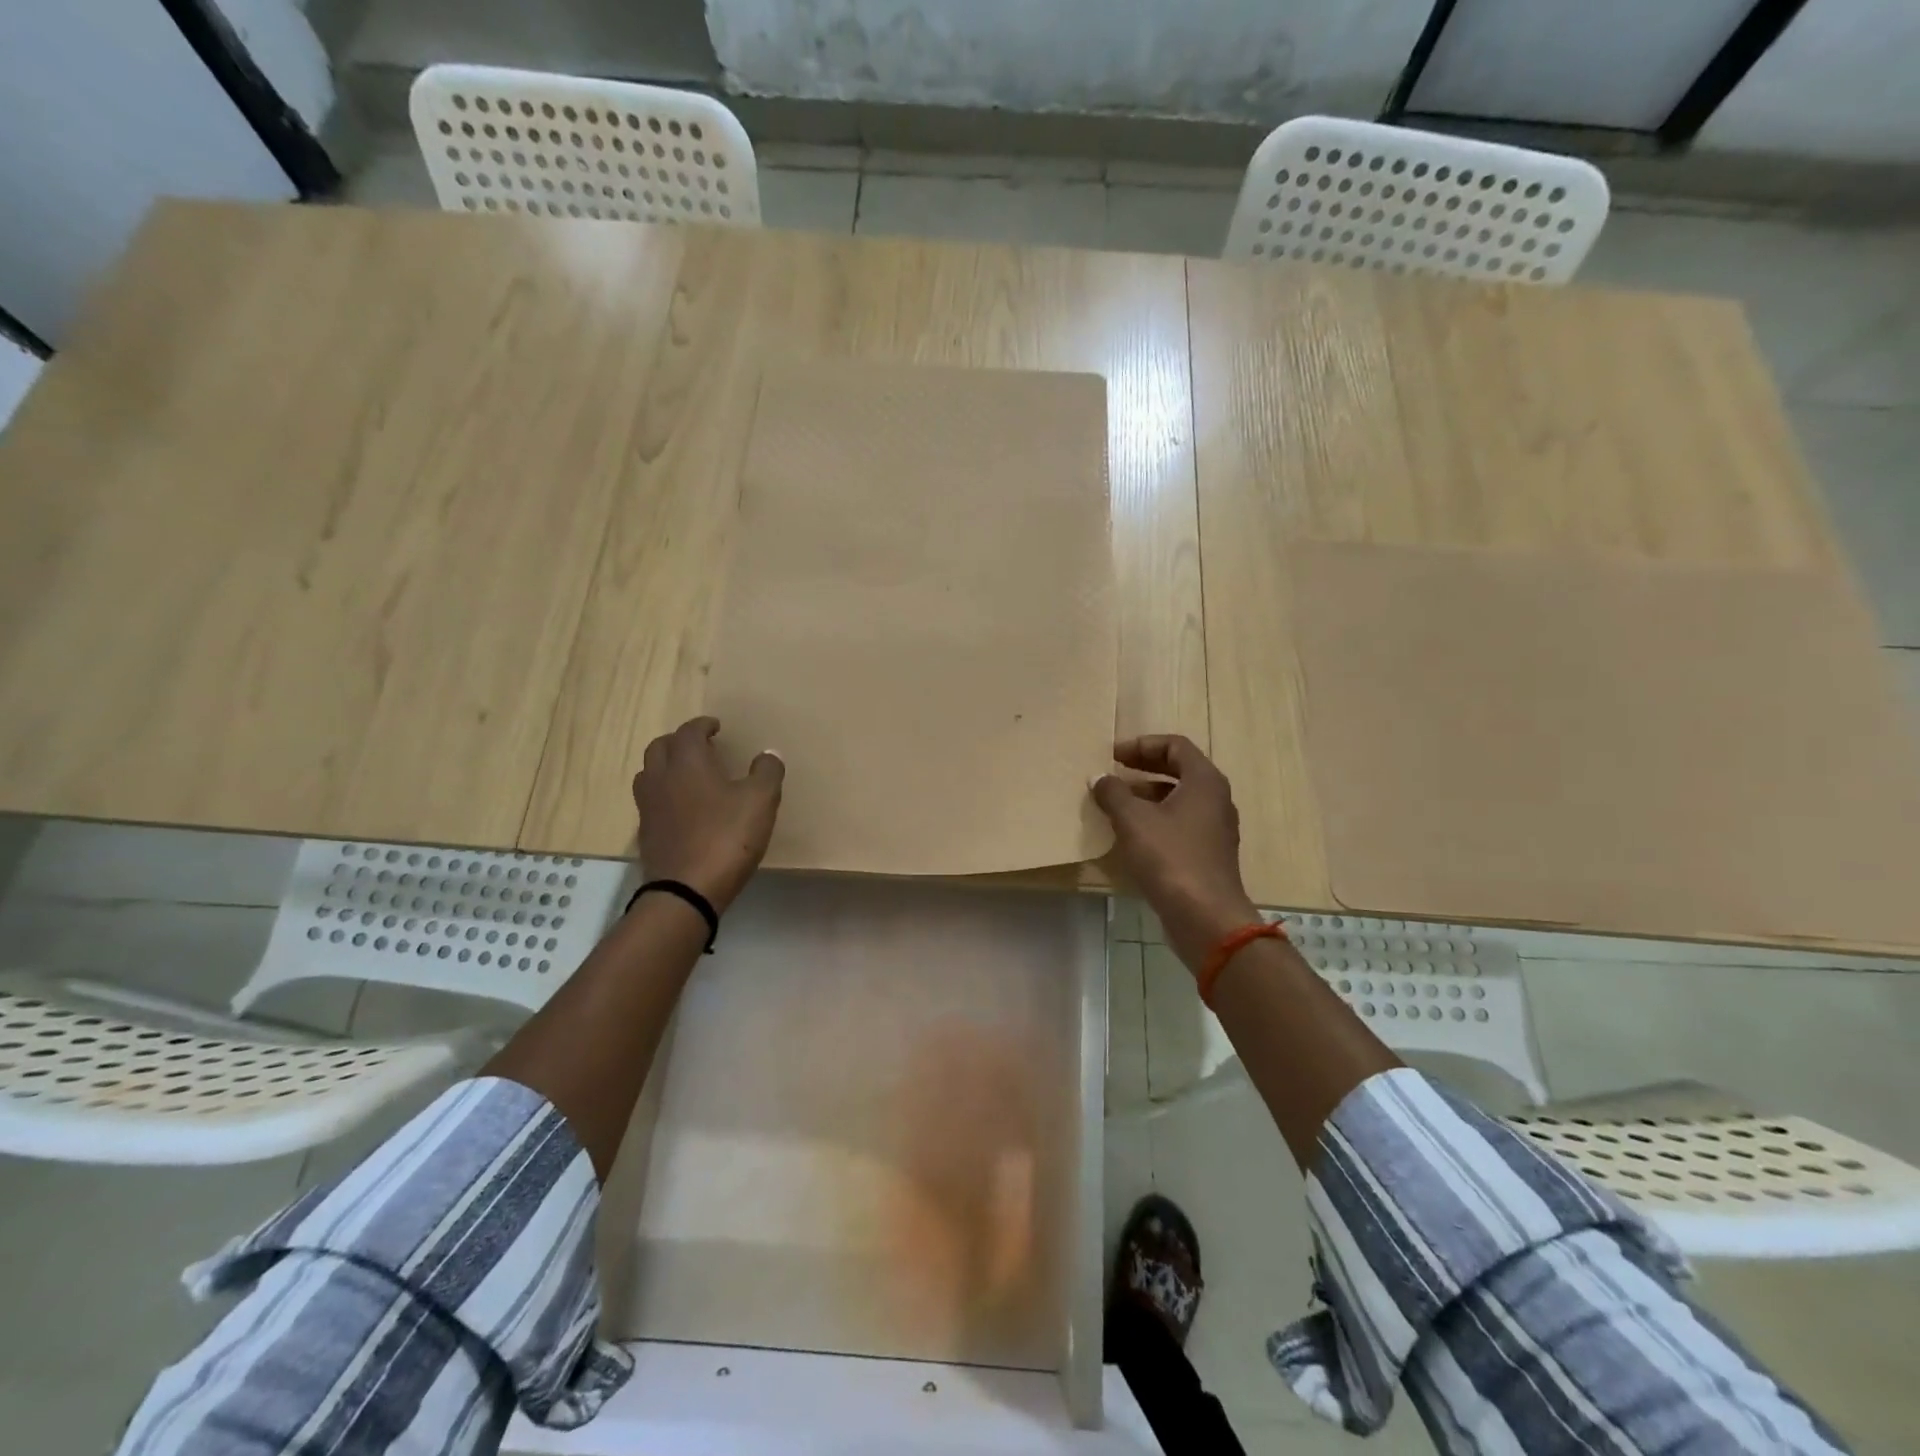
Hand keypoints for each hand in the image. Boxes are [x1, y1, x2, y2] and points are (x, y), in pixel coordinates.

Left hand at [633, 717, 783, 912]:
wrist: (686, 891)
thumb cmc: (726, 838)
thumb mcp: (760, 801)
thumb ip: (767, 772)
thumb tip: (769, 754)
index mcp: (688, 763)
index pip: (689, 731)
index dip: (703, 725)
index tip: (716, 727)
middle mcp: (661, 778)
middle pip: (660, 747)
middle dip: (679, 741)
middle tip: (700, 746)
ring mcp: (648, 808)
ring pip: (649, 774)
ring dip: (666, 766)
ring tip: (687, 774)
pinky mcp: (646, 834)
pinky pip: (651, 802)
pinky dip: (664, 795)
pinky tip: (682, 809)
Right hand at [1091, 736, 1260, 972]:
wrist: (1205, 917)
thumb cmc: (1170, 858)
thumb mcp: (1133, 820)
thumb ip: (1113, 793)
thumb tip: (1099, 778)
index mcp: (1204, 781)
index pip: (1175, 745)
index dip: (1142, 745)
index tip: (1113, 756)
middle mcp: (1215, 799)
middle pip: (1178, 770)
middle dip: (1143, 768)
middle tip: (1112, 773)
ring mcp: (1214, 828)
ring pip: (1178, 799)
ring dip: (1146, 795)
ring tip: (1114, 803)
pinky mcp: (1207, 854)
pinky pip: (1179, 824)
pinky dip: (1155, 820)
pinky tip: (1130, 834)